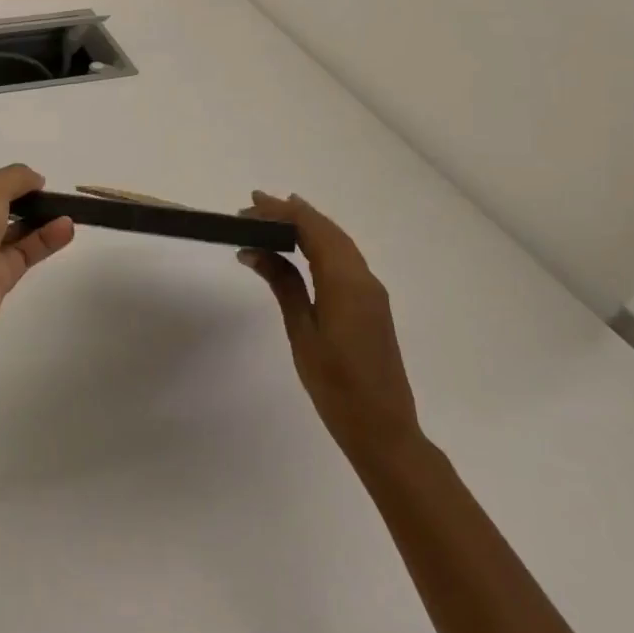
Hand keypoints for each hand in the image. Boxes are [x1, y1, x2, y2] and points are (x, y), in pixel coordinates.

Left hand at [0, 164, 74, 336]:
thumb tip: (36, 179)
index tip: (35, 182)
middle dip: (26, 204)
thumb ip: (15, 179)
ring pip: (15, 235)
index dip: (7, 185)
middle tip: (55, 198)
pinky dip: (46, 241)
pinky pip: (25, 255)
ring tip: (69, 212)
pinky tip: (66, 229)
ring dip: (41, 222)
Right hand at [237, 192, 418, 461]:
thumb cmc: (335, 385)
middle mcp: (364, 279)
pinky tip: (302, 248)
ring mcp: (372, 292)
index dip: (281, 212)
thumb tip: (254, 250)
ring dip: (308, 227)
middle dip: (293, 213)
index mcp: (346, 283)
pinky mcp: (372, 305)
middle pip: (328, 231)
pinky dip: (321, 245)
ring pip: (339, 243)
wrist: (384, 428)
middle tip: (255, 206)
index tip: (250, 204)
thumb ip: (283, 286)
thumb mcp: (302, 333)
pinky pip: (345, 260)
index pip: (313, 230)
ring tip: (274, 217)